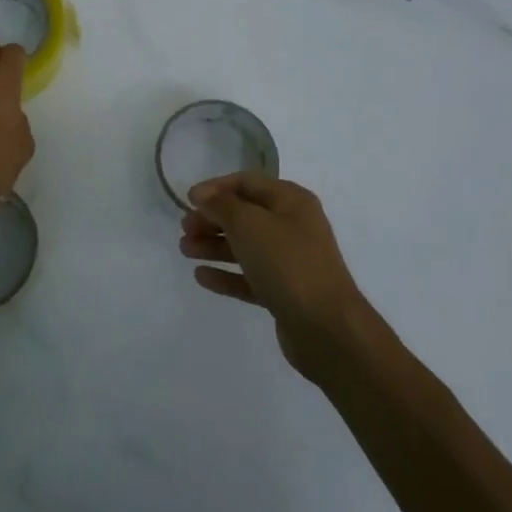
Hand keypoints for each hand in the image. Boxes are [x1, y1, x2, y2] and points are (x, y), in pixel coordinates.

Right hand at [180, 174, 372, 379]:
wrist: (327, 329)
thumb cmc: (288, 264)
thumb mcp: (250, 224)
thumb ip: (222, 205)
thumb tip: (204, 195)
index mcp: (291, 201)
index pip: (247, 182)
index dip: (216, 187)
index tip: (187, 200)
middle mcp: (293, 226)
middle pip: (245, 215)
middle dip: (212, 219)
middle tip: (184, 229)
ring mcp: (290, 262)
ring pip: (245, 246)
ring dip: (214, 245)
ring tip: (185, 250)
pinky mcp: (284, 293)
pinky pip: (249, 277)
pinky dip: (226, 274)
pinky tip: (201, 276)